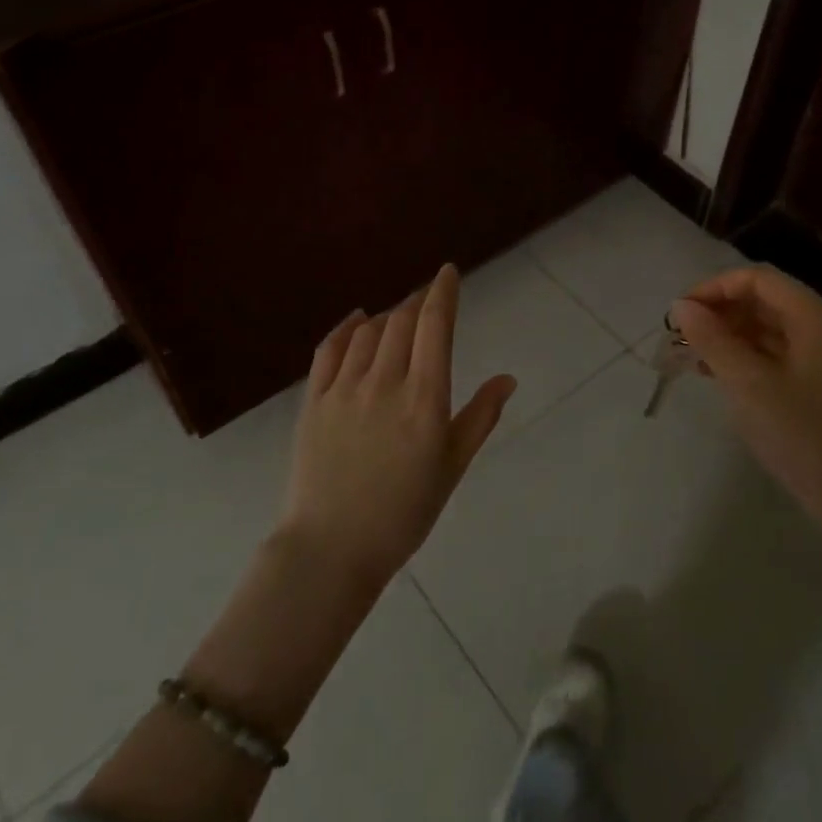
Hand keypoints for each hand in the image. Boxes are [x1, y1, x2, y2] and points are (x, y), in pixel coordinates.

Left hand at [277, 264, 515, 586]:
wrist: (331, 549)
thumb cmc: (403, 513)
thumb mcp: (452, 468)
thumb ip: (480, 417)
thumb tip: (507, 379)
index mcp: (424, 399)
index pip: (434, 327)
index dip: (442, 292)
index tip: (448, 272)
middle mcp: (385, 382)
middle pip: (402, 321)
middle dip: (418, 300)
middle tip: (428, 296)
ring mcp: (344, 389)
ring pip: (369, 331)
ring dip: (388, 315)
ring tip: (399, 316)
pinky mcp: (314, 400)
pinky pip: (330, 349)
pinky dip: (347, 327)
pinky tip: (357, 319)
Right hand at [671, 266, 821, 554]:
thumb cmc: (804, 438)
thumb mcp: (749, 385)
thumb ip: (712, 340)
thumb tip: (682, 306)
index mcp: (816, 319)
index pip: (759, 279)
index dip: (715, 287)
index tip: (680, 312)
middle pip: (765, 301)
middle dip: (719, 312)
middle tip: (680, 336)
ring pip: (768, 329)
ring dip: (728, 336)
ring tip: (690, 356)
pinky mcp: (821, 386)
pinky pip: (777, 355)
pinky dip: (745, 358)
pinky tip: (717, 375)